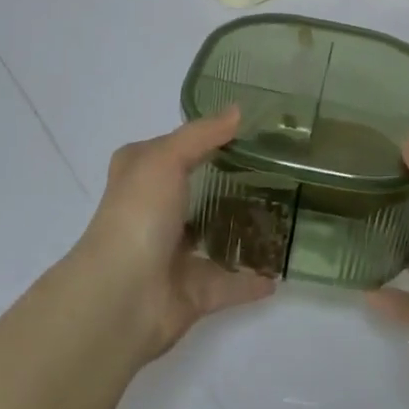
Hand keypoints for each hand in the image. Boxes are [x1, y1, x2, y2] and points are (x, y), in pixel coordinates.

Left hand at [72, 109, 274, 361]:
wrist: (121, 298)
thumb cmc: (138, 214)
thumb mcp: (166, 158)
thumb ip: (203, 134)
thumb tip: (238, 110)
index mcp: (141, 176)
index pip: (174, 149)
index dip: (205, 138)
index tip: (249, 130)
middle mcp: (154, 212)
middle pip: (197, 192)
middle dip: (231, 184)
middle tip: (277, 171)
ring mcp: (173, 254)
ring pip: (214, 238)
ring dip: (243, 231)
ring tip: (286, 215)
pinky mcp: (192, 291)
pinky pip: (230, 283)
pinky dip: (252, 280)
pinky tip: (282, 270)